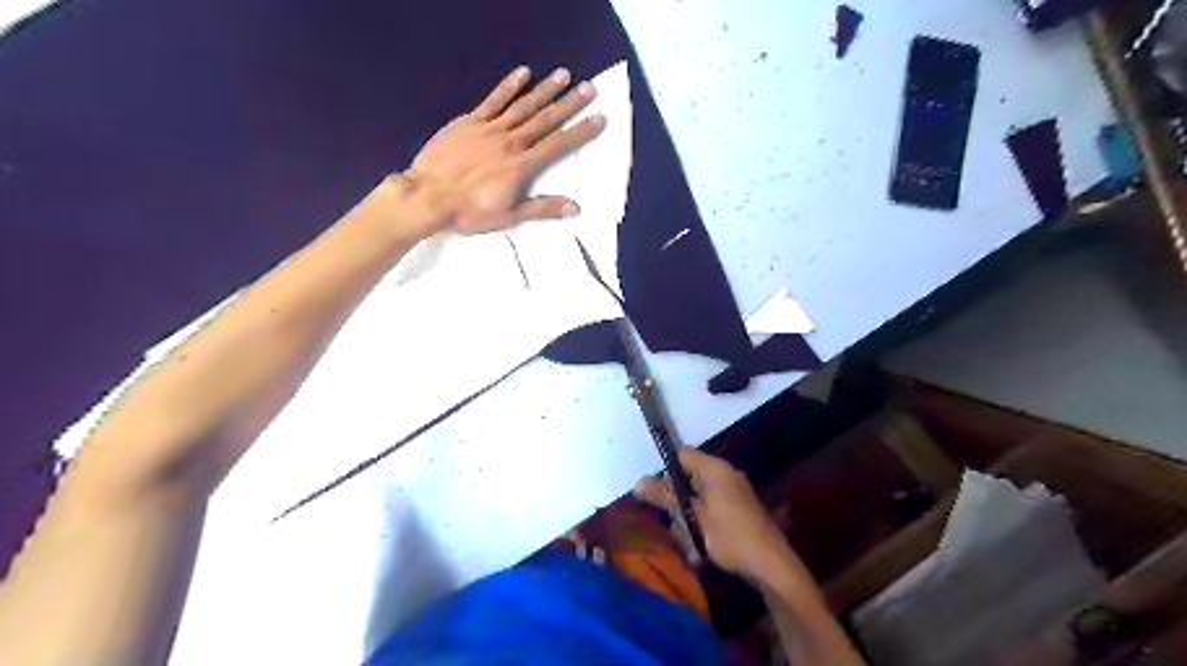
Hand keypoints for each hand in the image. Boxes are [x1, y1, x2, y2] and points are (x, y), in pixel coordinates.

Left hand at [402, 64, 607, 232]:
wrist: (427, 196)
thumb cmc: (469, 212)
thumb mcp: (509, 216)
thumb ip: (543, 208)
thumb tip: (576, 206)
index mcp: (522, 166)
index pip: (558, 146)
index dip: (580, 132)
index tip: (599, 118)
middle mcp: (511, 142)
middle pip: (545, 120)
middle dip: (569, 104)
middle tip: (590, 88)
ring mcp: (490, 129)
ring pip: (523, 106)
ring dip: (545, 90)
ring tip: (564, 75)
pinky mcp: (470, 121)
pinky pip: (494, 100)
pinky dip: (509, 86)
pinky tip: (523, 74)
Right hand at [634, 449, 791, 581]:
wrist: (771, 565)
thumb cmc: (730, 535)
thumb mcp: (693, 517)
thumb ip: (666, 497)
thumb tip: (638, 483)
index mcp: (715, 469)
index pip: (682, 455)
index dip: (665, 470)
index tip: (654, 492)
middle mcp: (725, 475)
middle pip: (688, 478)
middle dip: (676, 502)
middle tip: (671, 521)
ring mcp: (733, 493)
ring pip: (698, 499)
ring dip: (688, 520)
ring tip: (687, 542)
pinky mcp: (738, 512)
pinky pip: (711, 511)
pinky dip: (702, 526)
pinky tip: (699, 550)